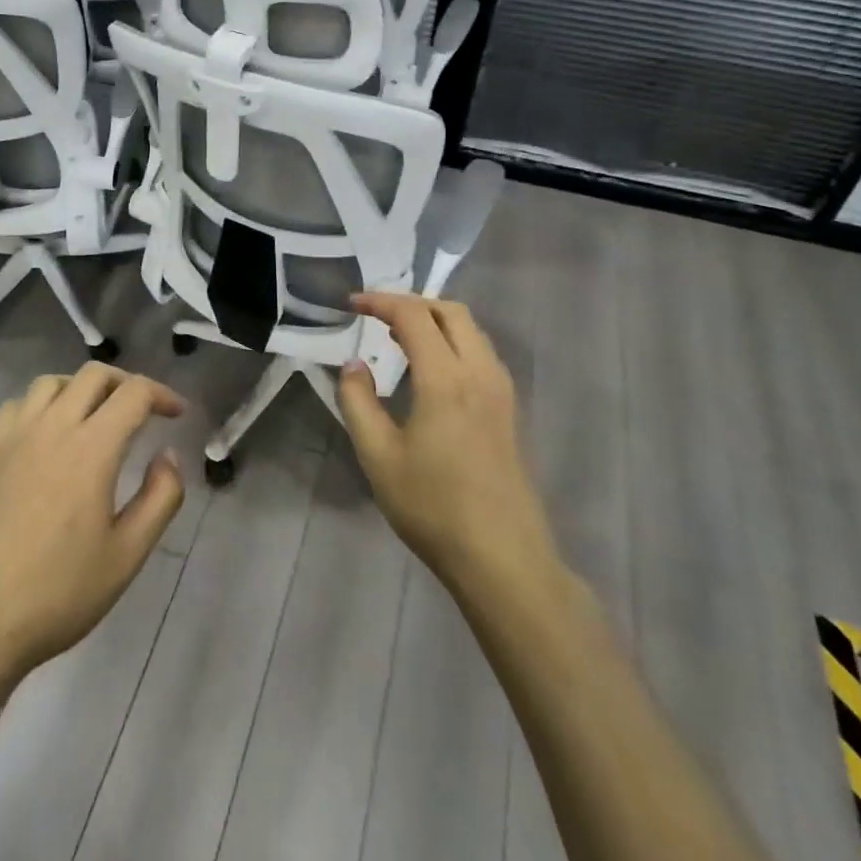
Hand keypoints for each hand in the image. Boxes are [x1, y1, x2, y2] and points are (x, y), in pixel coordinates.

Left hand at [0, 364, 185, 681]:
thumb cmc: (60, 592)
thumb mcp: (128, 555)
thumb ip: (161, 498)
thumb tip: (168, 456)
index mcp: (92, 448)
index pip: (134, 394)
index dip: (162, 395)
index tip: (178, 414)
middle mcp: (53, 428)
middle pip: (94, 375)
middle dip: (126, 383)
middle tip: (145, 411)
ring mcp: (16, 438)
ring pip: (52, 382)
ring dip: (82, 387)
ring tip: (98, 416)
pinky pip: (18, 405)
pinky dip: (42, 404)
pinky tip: (50, 433)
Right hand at [338, 293, 562, 599]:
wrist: (502, 558)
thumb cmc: (433, 507)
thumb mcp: (378, 457)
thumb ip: (359, 402)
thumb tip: (353, 365)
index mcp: (446, 379)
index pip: (413, 316)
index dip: (380, 302)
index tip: (352, 304)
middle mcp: (479, 373)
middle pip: (451, 312)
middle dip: (412, 302)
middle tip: (377, 314)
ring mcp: (501, 392)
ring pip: (472, 330)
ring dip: (435, 320)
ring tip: (399, 336)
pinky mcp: (509, 411)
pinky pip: (481, 353)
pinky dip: (453, 341)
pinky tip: (432, 367)